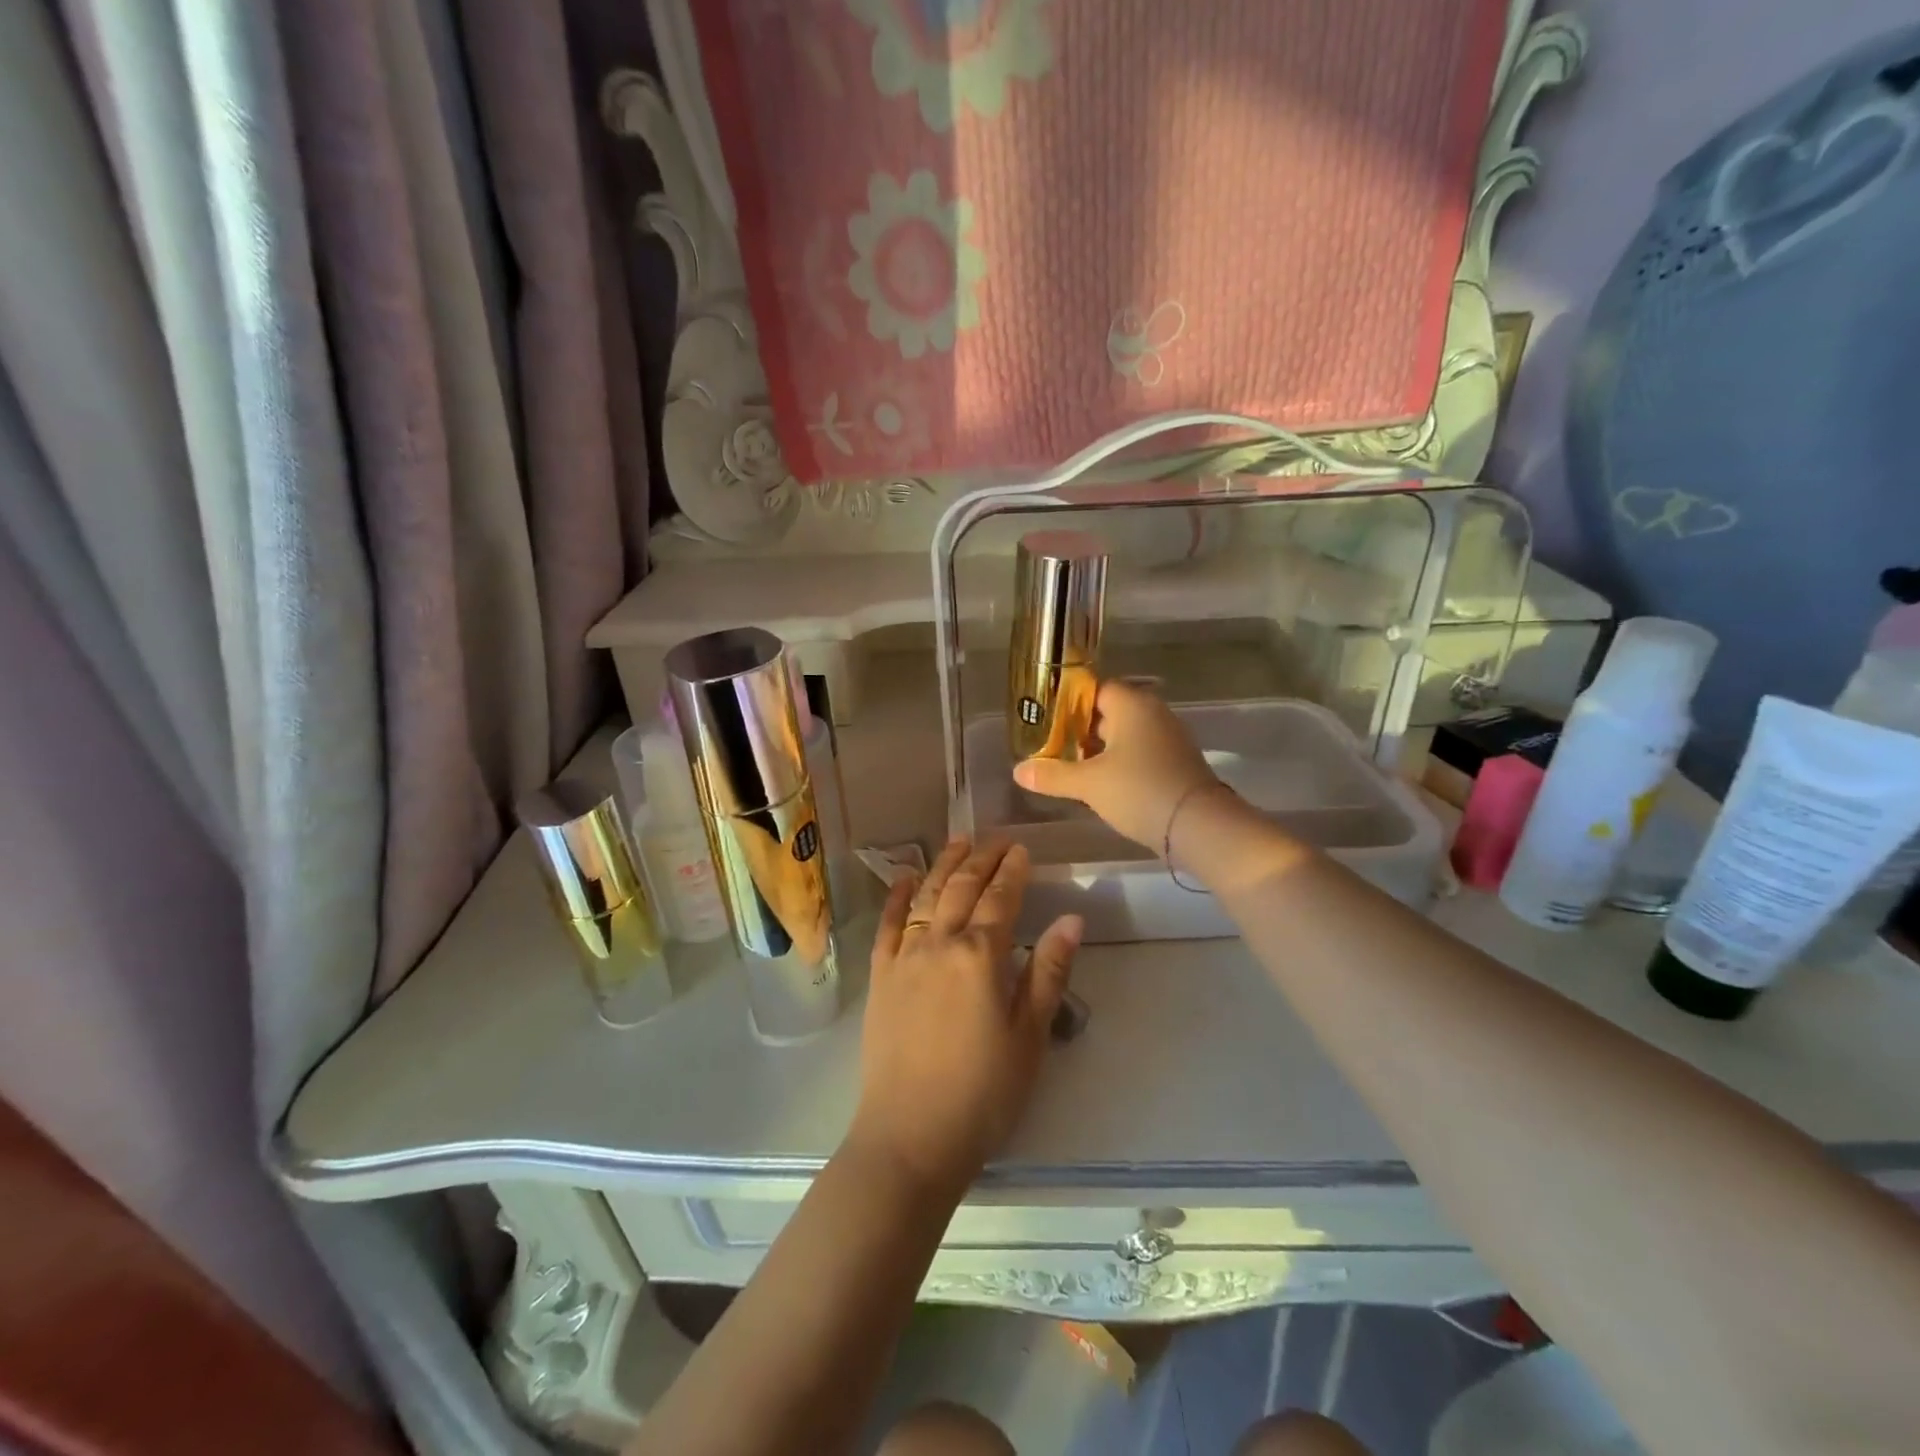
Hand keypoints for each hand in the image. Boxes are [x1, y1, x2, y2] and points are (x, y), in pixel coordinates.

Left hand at [848, 839, 1082, 1194]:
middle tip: (996, 838)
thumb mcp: (1029, 1037)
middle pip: (962, 887)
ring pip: (927, 895)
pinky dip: (898, 895)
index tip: (1022, 848)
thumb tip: (1072, 919)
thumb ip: (1048, 973)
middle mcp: (939, 943)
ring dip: (945, 865)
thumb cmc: (983, 1093)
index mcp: (980, 956)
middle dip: (981, 858)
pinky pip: (887, 923)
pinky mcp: (880, 976)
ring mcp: (904, 956)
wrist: (910, 1136)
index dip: (1012, 870)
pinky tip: (907, 877)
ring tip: (959, 841)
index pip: (1001, 898)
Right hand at [1013, 679, 1221, 849]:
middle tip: (1049, 745)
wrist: (1200, 826)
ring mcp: (1168, 739)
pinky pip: (1139, 753)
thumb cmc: (1139, 790)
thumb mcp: (1088, 784)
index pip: (1094, 688)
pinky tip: (1100, 784)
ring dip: (1099, 749)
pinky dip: (1118, 763)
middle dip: (1079, 728)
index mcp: (1132, 704)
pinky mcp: (1175, 763)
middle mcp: (1153, 713)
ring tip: (1068, 766)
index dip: (1067, 702)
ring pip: (1124, 735)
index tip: (1043, 719)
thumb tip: (1017, 771)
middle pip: (1109, 711)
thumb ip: (1052, 775)